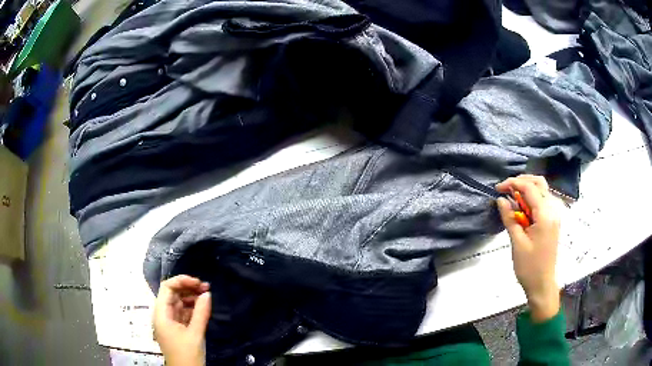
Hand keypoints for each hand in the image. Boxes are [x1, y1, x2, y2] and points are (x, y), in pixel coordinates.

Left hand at [153, 275, 210, 365]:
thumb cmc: (187, 354)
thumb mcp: (195, 334)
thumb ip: (201, 312)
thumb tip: (207, 293)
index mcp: (161, 314)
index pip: (167, 288)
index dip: (181, 281)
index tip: (198, 283)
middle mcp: (163, 315)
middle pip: (172, 294)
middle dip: (188, 288)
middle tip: (207, 287)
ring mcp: (169, 322)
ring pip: (178, 303)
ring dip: (191, 298)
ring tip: (207, 295)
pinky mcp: (176, 328)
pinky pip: (183, 313)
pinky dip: (192, 308)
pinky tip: (203, 307)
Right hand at [496, 175, 560, 322]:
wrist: (542, 284)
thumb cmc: (529, 267)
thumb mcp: (517, 243)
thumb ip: (510, 218)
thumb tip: (500, 200)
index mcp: (545, 215)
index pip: (530, 188)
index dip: (513, 183)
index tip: (498, 188)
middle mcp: (553, 210)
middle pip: (539, 183)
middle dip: (522, 181)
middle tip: (506, 189)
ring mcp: (554, 215)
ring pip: (542, 190)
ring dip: (527, 188)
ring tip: (512, 196)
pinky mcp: (553, 221)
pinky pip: (543, 201)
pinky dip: (532, 198)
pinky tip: (522, 207)